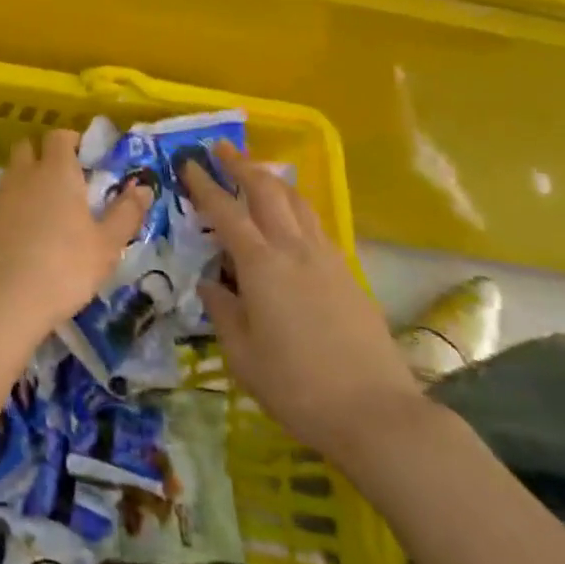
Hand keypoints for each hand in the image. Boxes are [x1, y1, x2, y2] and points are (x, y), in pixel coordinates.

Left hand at [0, 130, 152, 340]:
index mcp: (57, 171)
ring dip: (29, 177)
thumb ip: (126, 212)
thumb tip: (142, 186)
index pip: (59, 137)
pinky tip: (30, 228)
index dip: (72, 141)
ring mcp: (2, 196)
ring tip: (50, 205)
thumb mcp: (107, 244)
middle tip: (67, 177)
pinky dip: (17, 202)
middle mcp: (26, 175)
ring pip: (14, 171)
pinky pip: (5, 198)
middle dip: (45, 153)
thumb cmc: (65, 266)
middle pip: (28, 146)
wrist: (4, 298)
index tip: (87, 157)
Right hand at [186, 144, 423, 468]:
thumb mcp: (243, 355)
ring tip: (257, 172)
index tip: (188, 164)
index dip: (205, 185)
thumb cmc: (297, 386)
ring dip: (273, 180)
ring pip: (298, 201)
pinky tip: (291, 219)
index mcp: (261, 265)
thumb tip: (209, 284)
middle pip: (267, 191)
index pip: (226, 212)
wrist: (376, 413)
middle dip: (242, 165)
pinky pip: (317, 225)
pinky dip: (297, 207)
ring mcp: (327, 259)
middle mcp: (294, 250)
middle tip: (221, 149)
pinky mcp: (349, 274)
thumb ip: (222, 312)